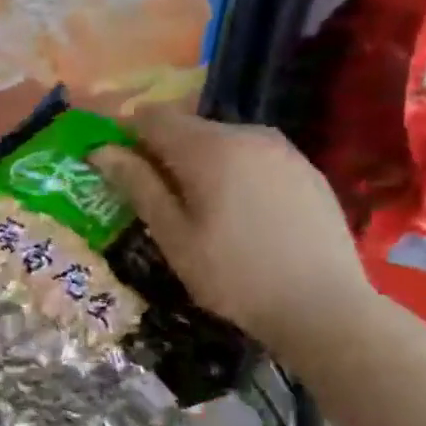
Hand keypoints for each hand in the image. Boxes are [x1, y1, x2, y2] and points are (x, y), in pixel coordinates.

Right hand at [91, 110, 380, 364]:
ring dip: (196, 162)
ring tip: (194, 208)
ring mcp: (283, 150)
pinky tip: (236, 213)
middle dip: (161, 152)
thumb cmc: (232, 275)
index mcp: (208, 147)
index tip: (115, 168)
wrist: (325, 308)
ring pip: (221, 141)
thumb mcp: (172, 234)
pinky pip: (252, 156)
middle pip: (187, 127)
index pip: (151, 117)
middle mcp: (247, 134)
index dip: (125, 135)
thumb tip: (100, 150)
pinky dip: (231, 171)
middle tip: (152, 197)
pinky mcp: (305, 169)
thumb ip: (137, 185)